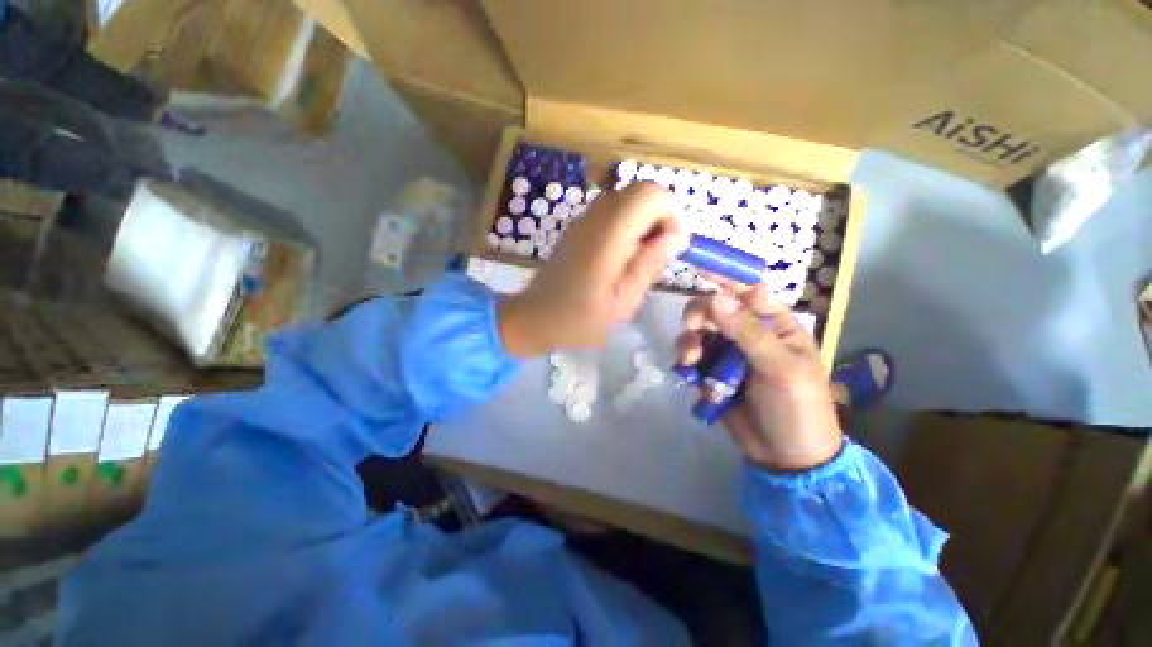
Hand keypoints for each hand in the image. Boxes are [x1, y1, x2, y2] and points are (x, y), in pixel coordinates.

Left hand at [500, 183, 689, 355]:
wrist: (535, 318)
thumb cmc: (580, 318)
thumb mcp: (624, 300)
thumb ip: (650, 264)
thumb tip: (676, 236)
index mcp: (608, 234)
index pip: (650, 194)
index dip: (671, 212)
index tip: (673, 245)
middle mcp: (594, 217)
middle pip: (639, 192)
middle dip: (659, 217)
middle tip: (659, 253)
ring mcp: (582, 221)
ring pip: (625, 202)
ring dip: (642, 223)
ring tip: (641, 258)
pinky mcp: (576, 229)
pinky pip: (610, 214)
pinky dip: (626, 227)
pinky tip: (621, 258)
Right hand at [677, 286, 843, 470]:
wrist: (785, 457)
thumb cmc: (797, 406)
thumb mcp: (780, 367)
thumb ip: (748, 331)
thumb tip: (717, 296)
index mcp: (773, 323)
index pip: (745, 291)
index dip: (722, 280)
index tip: (697, 272)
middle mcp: (746, 332)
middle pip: (713, 309)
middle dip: (698, 317)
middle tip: (693, 331)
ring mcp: (726, 352)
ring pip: (697, 333)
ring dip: (688, 343)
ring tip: (689, 362)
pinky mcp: (710, 371)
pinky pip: (690, 357)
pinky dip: (686, 363)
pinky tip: (690, 377)